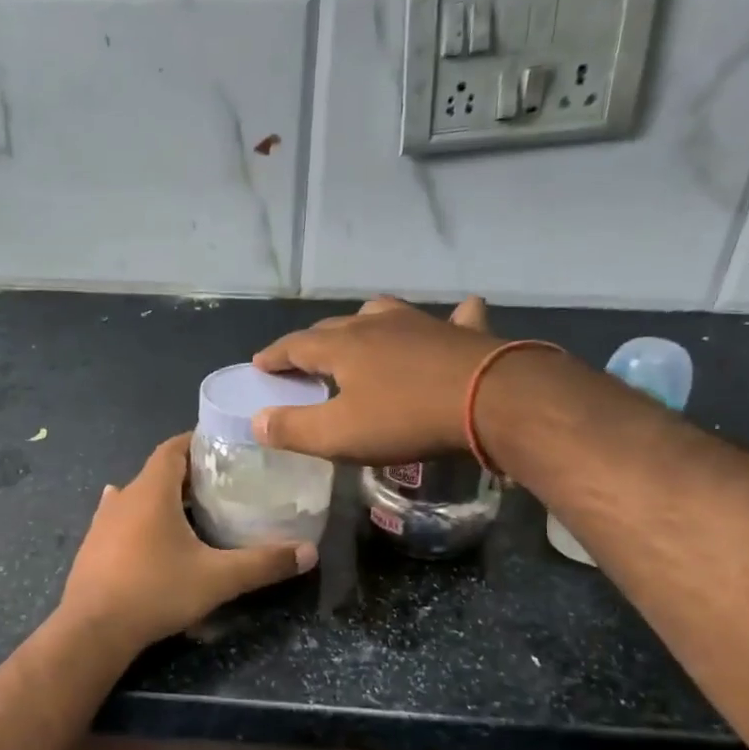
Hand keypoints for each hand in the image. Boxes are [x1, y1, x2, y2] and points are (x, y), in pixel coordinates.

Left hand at [56, 435, 316, 651]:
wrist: (93, 630)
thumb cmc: (155, 592)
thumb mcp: (217, 579)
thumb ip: (263, 563)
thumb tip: (310, 552)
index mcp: (151, 492)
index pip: (173, 448)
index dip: (198, 441)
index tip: (225, 447)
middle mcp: (123, 497)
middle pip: (158, 471)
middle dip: (189, 473)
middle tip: (223, 484)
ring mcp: (102, 522)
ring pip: (138, 496)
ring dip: (163, 497)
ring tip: (193, 509)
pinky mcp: (93, 546)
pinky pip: (121, 519)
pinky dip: (141, 518)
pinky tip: (149, 530)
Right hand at [250, 297, 497, 461]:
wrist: (491, 400)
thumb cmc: (405, 419)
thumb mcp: (339, 435)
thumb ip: (293, 429)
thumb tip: (257, 420)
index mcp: (343, 346)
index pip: (296, 346)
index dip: (275, 356)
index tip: (259, 364)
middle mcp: (378, 325)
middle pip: (335, 327)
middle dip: (313, 342)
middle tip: (303, 359)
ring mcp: (423, 323)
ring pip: (384, 314)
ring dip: (365, 324)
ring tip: (360, 334)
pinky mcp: (464, 333)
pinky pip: (453, 318)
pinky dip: (446, 320)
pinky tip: (454, 319)